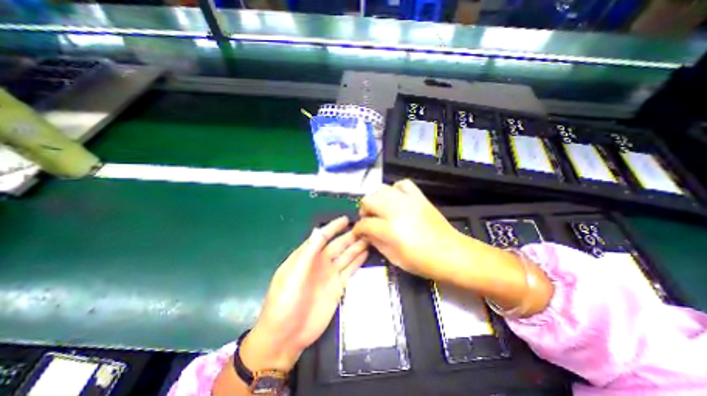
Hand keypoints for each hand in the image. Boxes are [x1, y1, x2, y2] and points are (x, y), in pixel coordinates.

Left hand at [239, 216, 366, 374]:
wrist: (286, 336)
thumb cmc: (285, 301)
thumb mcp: (293, 274)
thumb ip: (307, 252)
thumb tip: (318, 230)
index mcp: (307, 256)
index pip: (322, 237)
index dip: (334, 227)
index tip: (346, 219)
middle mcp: (320, 262)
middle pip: (338, 245)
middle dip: (350, 236)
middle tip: (365, 227)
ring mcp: (330, 275)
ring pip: (346, 256)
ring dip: (357, 246)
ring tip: (369, 237)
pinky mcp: (338, 287)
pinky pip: (350, 270)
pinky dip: (358, 261)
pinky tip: (365, 253)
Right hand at [352, 182, 552, 316]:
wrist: (451, 253)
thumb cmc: (422, 262)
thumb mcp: (394, 258)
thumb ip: (376, 242)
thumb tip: (366, 233)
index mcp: (389, 229)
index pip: (364, 223)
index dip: (358, 229)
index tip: (358, 232)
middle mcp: (396, 210)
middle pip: (368, 200)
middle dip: (364, 211)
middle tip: (369, 220)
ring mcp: (408, 201)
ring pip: (381, 189)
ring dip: (376, 199)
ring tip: (381, 209)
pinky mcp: (419, 197)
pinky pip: (402, 184)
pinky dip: (396, 190)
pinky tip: (396, 200)